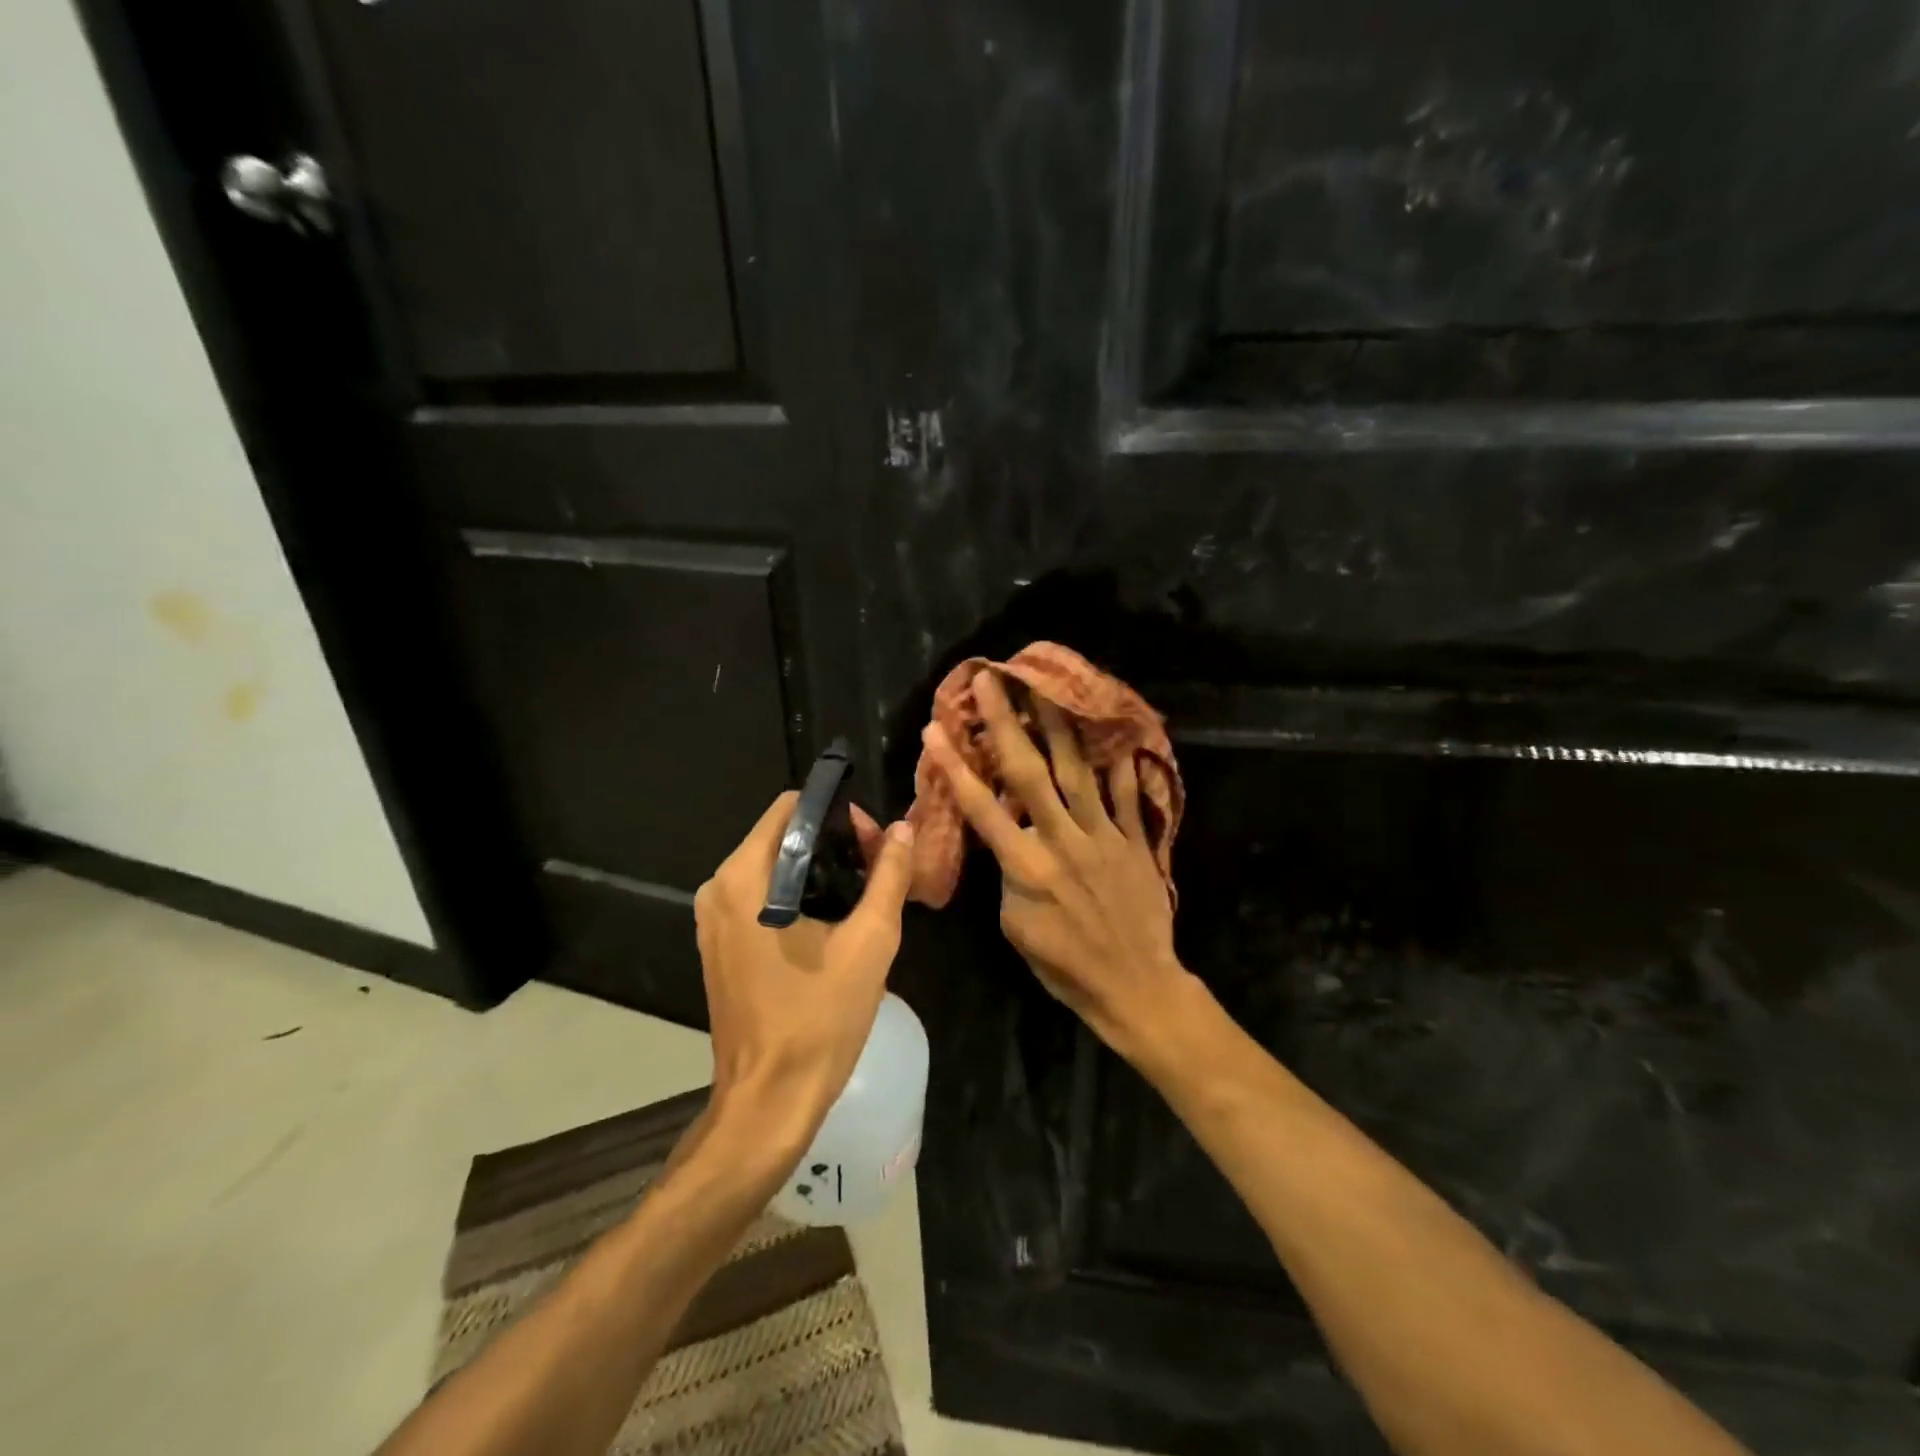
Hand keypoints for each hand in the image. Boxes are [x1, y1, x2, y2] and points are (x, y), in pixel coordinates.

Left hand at [694, 792, 915, 1150]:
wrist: (771, 1099)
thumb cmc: (820, 1018)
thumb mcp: (870, 941)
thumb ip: (888, 876)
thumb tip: (902, 829)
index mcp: (746, 878)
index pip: (791, 809)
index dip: (839, 816)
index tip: (875, 846)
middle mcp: (719, 888)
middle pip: (781, 834)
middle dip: (833, 842)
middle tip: (878, 871)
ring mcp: (713, 918)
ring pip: (772, 865)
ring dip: (818, 869)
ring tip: (863, 896)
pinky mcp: (719, 943)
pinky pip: (760, 895)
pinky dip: (797, 894)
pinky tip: (832, 922)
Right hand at [920, 669, 1191, 1058]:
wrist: (1134, 986)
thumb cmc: (1064, 965)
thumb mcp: (1015, 927)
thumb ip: (1009, 876)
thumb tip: (1010, 839)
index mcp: (1025, 866)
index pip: (981, 807)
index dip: (955, 766)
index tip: (935, 730)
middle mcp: (1061, 840)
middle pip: (1029, 773)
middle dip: (1006, 724)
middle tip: (992, 681)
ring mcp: (1102, 837)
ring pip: (1078, 771)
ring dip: (1060, 727)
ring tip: (1048, 687)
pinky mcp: (1135, 842)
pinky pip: (1128, 797)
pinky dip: (1124, 766)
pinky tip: (1120, 734)